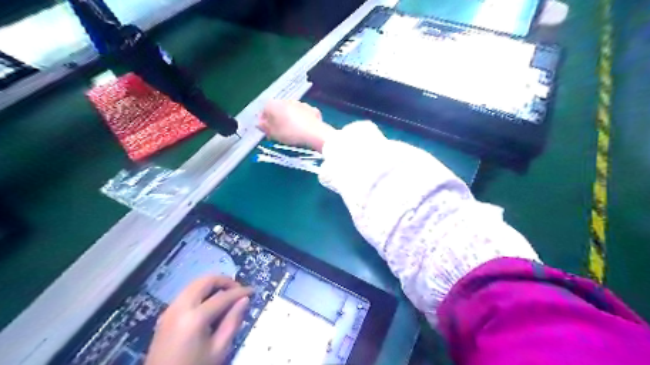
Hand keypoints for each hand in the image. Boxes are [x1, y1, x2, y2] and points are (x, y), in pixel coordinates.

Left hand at [145, 277, 251, 364]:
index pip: (223, 296)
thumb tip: (244, 300)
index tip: (252, 291)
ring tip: (226, 297)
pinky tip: (210, 305)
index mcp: (194, 317)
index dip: (240, 292)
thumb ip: (232, 322)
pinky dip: (201, 292)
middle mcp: (180, 307)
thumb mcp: (218, 350)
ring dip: (212, 286)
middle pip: (205, 281)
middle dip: (224, 281)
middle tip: (238, 290)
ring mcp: (169, 310)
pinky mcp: (165, 316)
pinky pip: (186, 294)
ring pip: (194, 285)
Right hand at [256, 99, 334, 150]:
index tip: (267, 131)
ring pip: (291, 111)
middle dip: (277, 120)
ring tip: (291, 132)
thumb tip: (259, 123)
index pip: (264, 111)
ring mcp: (300, 103)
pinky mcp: (311, 109)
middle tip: (278, 133)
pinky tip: (303, 129)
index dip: (264, 122)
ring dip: (290, 119)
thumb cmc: (289, 133)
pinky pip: (303, 115)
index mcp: (273, 104)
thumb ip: (265, 127)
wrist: (314, 132)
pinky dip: (302, 120)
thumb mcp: (274, 133)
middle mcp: (286, 100)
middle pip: (278, 110)